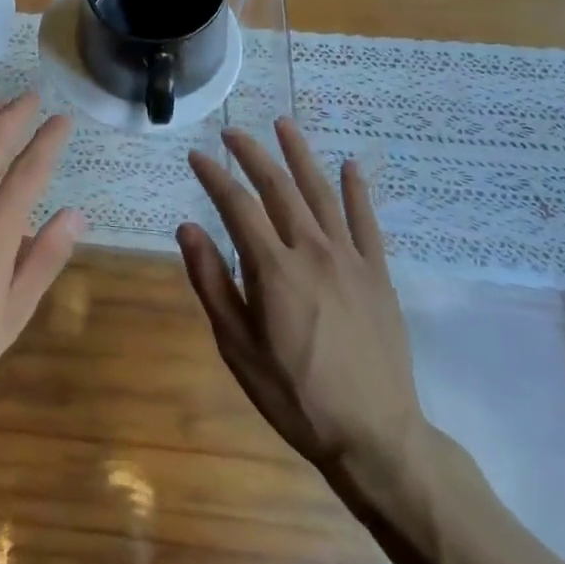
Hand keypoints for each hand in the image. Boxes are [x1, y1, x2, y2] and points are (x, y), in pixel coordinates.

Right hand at [180, 118, 426, 490]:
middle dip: (252, 154)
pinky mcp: (377, 274)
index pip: (237, 205)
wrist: (376, 438)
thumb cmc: (294, 395)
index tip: (196, 156)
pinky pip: (367, 222)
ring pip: (321, 193)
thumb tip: (187, 228)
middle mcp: (312, 251)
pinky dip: (357, 191)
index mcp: (273, 268)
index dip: (214, 176)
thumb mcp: (236, 347)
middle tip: (232, 132)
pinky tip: (350, 166)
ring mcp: (350, 260)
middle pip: (278, 187)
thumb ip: (211, 282)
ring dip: (300, 155)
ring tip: (284, 125)